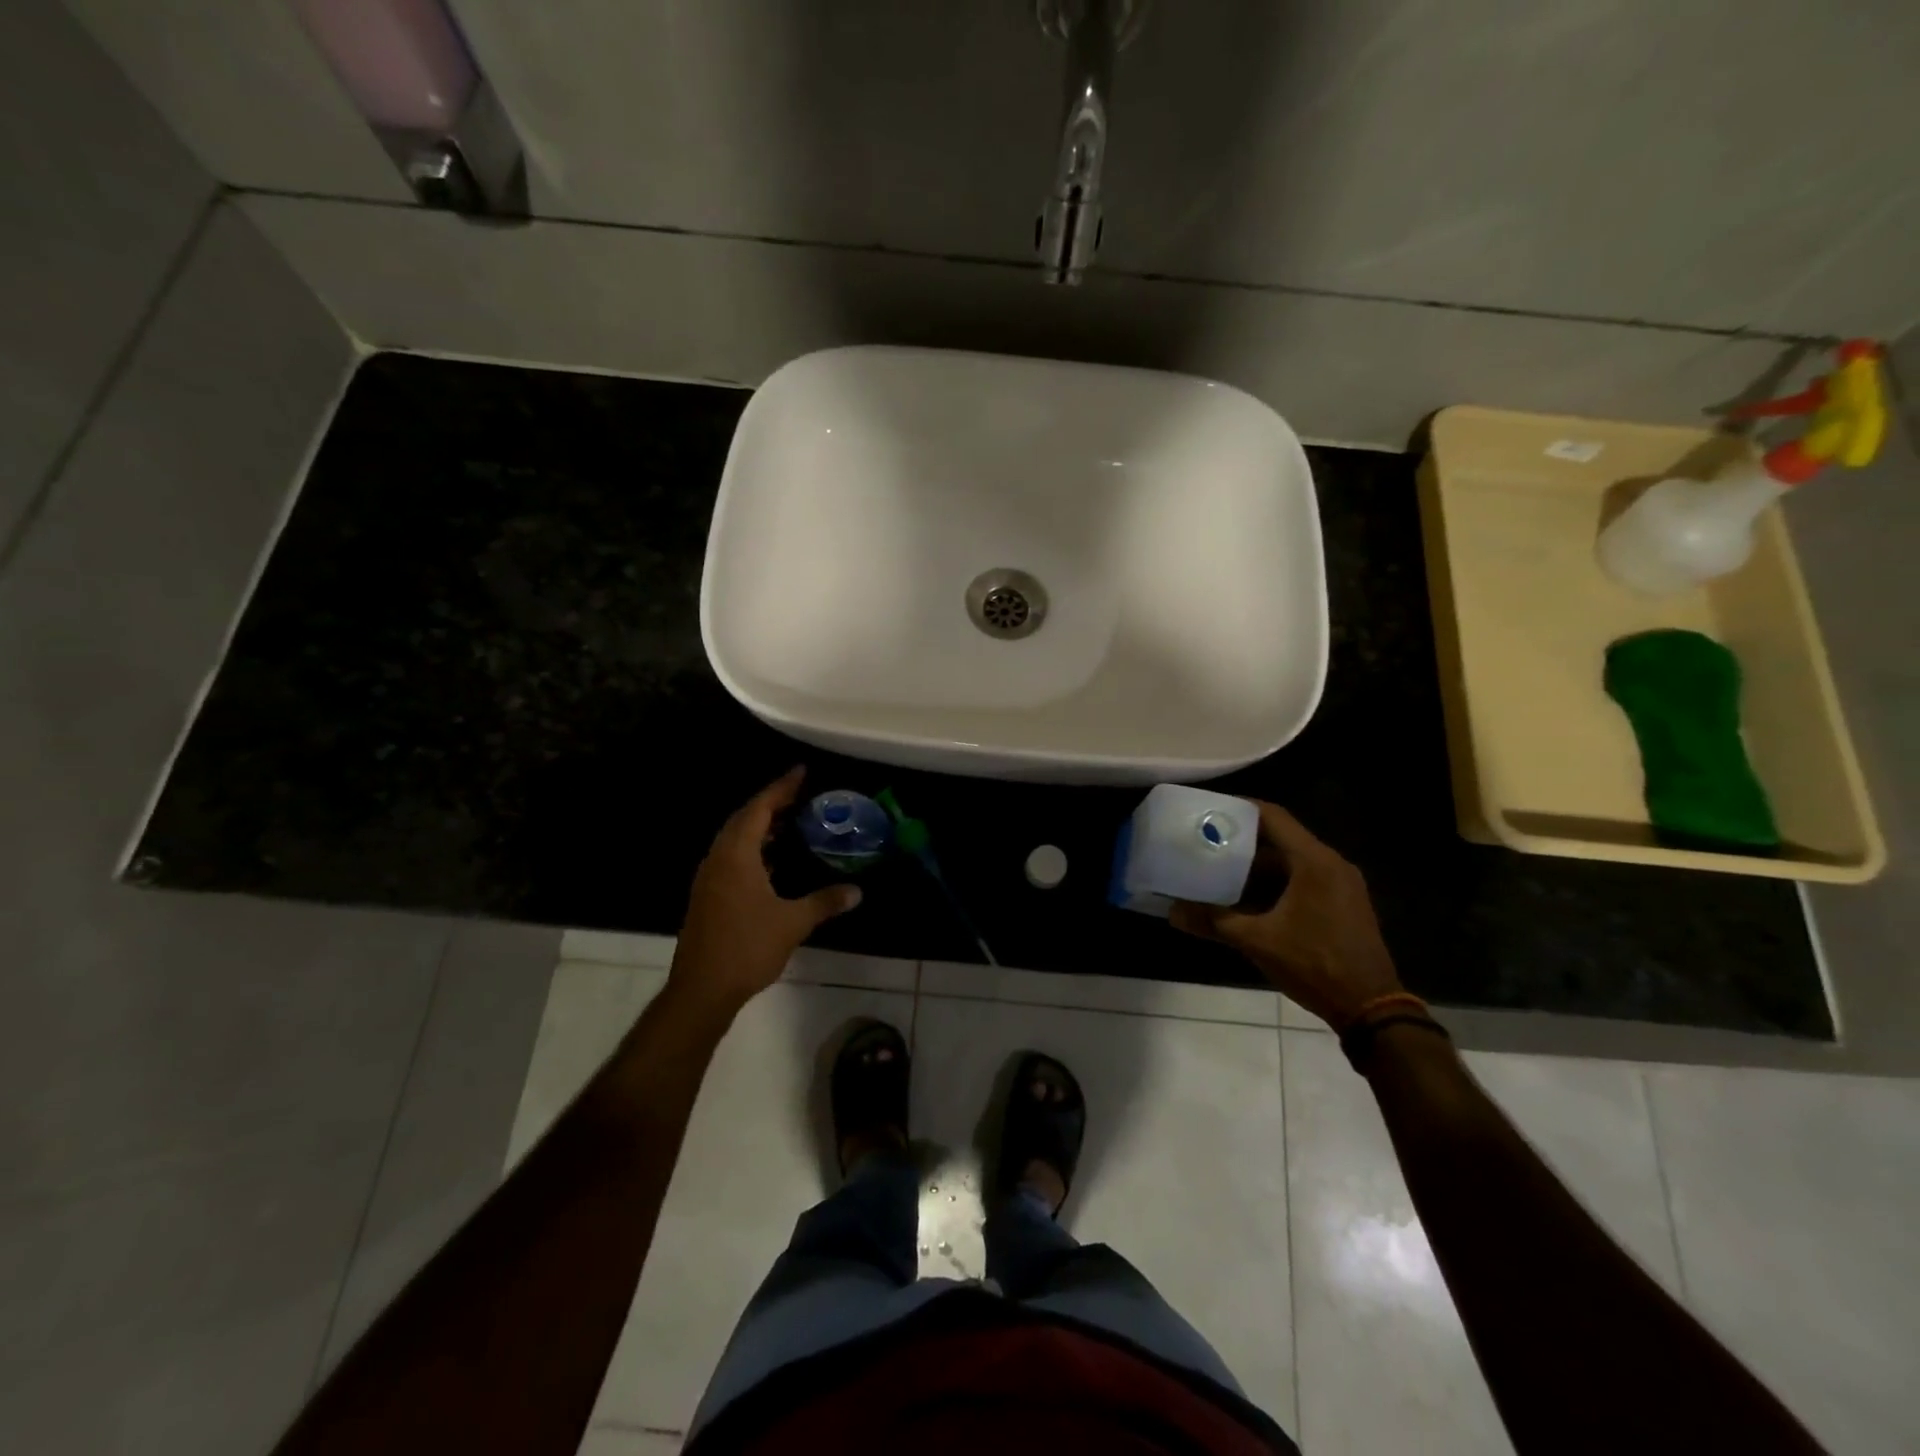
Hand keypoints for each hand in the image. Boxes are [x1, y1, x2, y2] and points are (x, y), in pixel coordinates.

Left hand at [668, 768, 861, 1019]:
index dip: (781, 788)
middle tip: (800, 796)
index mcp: (736, 856)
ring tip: (791, 822)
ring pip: (735, 840)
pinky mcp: (709, 896)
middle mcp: (718, 859)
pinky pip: (732, 858)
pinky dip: (754, 849)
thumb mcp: (792, 922)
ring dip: (761, 827)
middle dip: (771, 804)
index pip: (759, 809)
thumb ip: (824, 902)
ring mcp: (710, 879)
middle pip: (744, 819)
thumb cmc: (747, 948)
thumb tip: (856, 891)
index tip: (801, 772)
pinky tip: (774, 861)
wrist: (702, 990)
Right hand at [1171, 800, 1401, 1029]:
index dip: (1239, 808)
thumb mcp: (1257, 941)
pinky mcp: (1343, 903)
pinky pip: (1303, 879)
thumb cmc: (1315, 965)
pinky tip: (1247, 899)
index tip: (1209, 809)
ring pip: (1291, 861)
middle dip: (1242, 841)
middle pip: (1281, 838)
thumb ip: (1213, 921)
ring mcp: (1341, 884)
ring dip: (1257, 865)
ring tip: (1218, 870)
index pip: (1273, 816)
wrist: (1371, 1008)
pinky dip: (1275, 882)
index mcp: (1314, 861)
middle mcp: (1331, 864)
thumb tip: (1172, 912)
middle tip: (1206, 843)